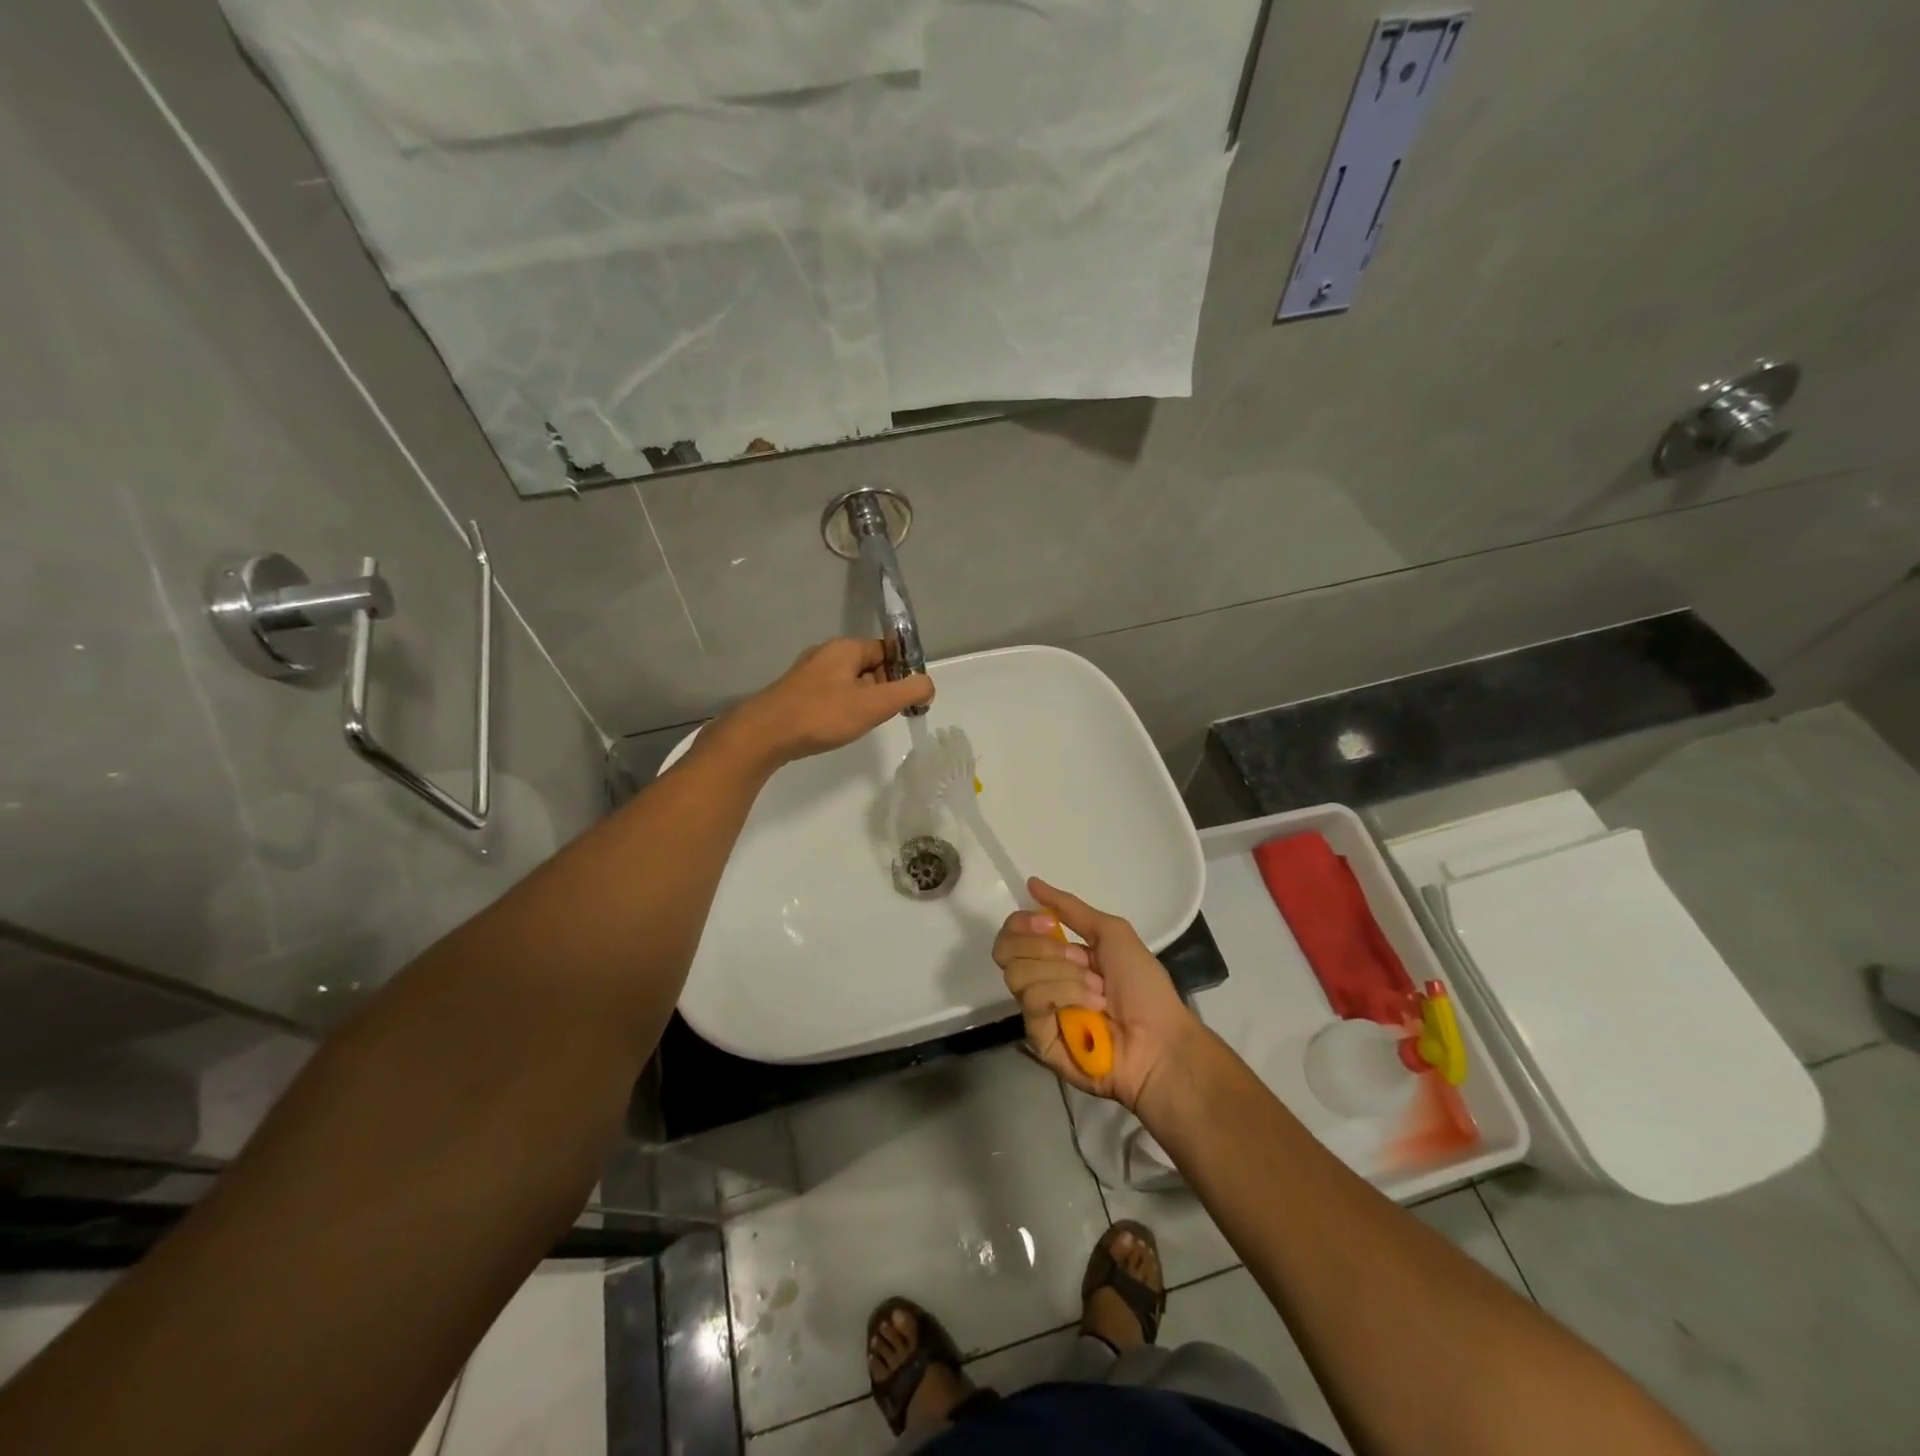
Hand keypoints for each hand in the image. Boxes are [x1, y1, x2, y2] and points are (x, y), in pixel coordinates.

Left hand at [718, 638, 932, 767]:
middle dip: (882, 688)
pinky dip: (842, 708)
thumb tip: (928, 684)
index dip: (902, 671)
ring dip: (863, 700)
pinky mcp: (796, 693)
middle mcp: (826, 653)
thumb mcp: (874, 704)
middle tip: (883, 714)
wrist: (765, 735)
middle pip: (869, 665)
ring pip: (850, 682)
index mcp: (846, 648)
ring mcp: (808, 673)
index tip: (907, 698)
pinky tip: (838, 727)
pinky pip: (831, 694)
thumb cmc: (823, 715)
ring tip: (861, 724)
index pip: (886, 650)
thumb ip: (908, 692)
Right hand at [992, 878, 1201, 1111]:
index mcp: (1054, 956)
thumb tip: (1032, 883)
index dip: (1023, 923)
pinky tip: (1091, 1006)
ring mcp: (1037, 1011)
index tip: (1051, 924)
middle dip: (1044, 947)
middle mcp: (1040, 981)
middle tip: (1080, 958)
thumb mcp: (1112, 933)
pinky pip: (1033, 1002)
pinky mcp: (1038, 1039)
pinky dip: (1065, 995)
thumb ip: (1069, 908)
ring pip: (1018, 974)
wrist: (1160, 1037)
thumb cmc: (1142, 985)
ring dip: (1064, 974)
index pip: (1012, 933)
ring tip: (1097, 990)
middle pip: (1005, 950)